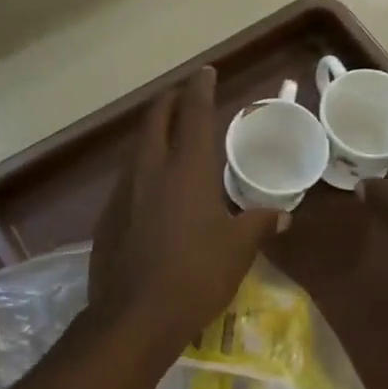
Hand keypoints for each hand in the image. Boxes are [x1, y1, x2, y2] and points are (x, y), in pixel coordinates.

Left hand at [87, 67, 285, 354]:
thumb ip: (258, 223)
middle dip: (168, 102)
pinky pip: (127, 180)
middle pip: (154, 120)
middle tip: (182, 97)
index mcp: (186, 169)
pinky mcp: (107, 218)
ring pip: (137, 149)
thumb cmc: (196, 275)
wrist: (134, 316)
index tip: (205, 72)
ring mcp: (123, 193)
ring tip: (168, 138)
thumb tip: (280, 214)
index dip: (200, 88)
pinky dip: (142, 170)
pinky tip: (151, 191)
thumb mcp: (238, 250)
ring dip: (152, 135)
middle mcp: (150, 170)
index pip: (193, 114)